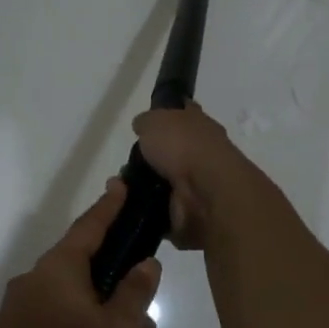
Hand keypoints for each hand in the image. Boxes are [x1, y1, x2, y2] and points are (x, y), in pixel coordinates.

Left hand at [0, 181, 160, 327]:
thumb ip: (132, 295)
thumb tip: (148, 262)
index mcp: (59, 269)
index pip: (89, 226)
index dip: (109, 206)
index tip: (120, 184)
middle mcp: (35, 278)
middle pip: (75, 255)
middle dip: (102, 252)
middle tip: (130, 250)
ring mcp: (19, 305)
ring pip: (63, 285)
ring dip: (90, 287)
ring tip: (117, 302)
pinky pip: (52, 307)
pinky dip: (75, 308)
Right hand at [131, 103, 258, 250]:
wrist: (205, 194)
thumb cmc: (183, 147)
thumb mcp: (155, 121)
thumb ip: (147, 121)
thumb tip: (142, 125)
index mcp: (200, 125)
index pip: (184, 114)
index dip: (168, 115)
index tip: (148, 123)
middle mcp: (202, 153)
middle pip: (172, 152)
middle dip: (151, 158)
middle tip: (127, 163)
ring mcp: (198, 185)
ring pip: (165, 182)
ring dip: (145, 185)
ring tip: (122, 187)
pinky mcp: (190, 213)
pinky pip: (162, 209)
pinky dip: (148, 208)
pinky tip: (131, 205)